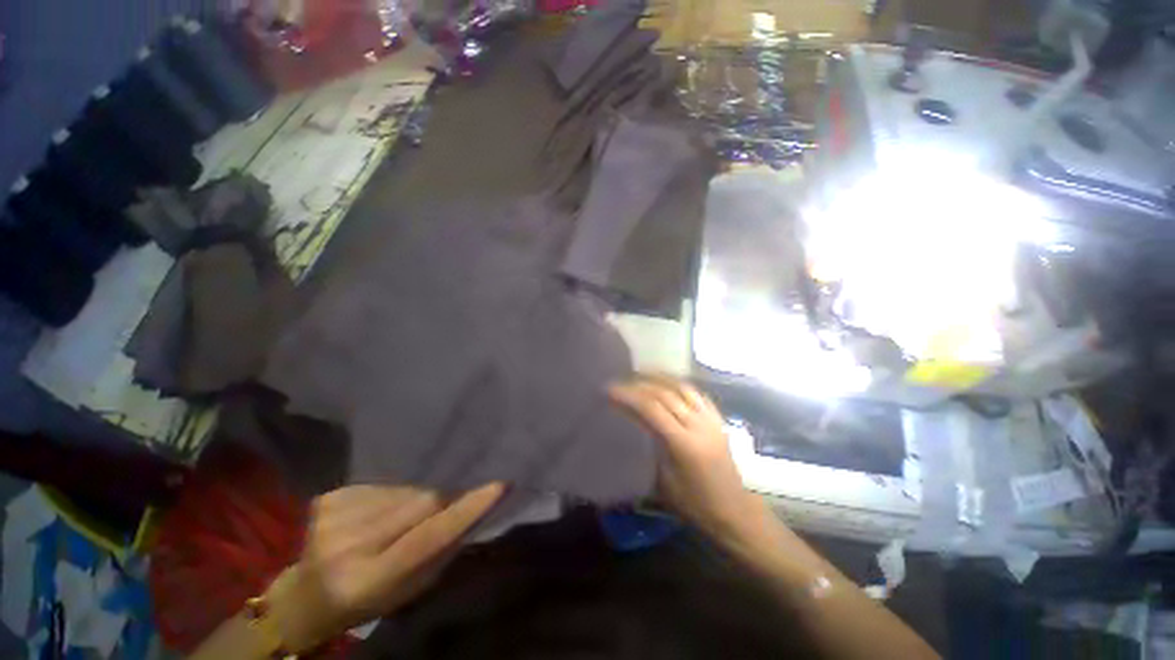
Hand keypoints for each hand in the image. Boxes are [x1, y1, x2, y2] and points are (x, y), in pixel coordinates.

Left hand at [267, 483, 504, 651]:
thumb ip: (440, 551)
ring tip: (401, 518)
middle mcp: (346, 545)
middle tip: (451, 503)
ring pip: (405, 489)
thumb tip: (475, 509)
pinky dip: (392, 496)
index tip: (499, 485)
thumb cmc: (366, 602)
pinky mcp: (329, 497)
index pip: (427, 538)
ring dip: (415, 499)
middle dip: (442, 500)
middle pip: (420, 501)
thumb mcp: (409, 591)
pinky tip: (378, 513)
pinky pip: (383, 485)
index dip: (466, 510)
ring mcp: (332, 516)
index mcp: (367, 580)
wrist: (304, 597)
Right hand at [609, 377, 765, 539]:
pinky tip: (667, 382)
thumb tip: (631, 423)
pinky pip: (697, 393)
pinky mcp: (718, 419)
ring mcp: (711, 420)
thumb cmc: (695, 504)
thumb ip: (650, 447)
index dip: (628, 396)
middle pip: (665, 393)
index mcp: (683, 444)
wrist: (734, 511)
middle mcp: (698, 425)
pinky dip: (678, 384)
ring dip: (659, 377)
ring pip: (682, 387)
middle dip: (639, 384)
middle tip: (621, 381)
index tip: (609, 391)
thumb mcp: (664, 481)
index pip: (651, 409)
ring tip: (641, 374)